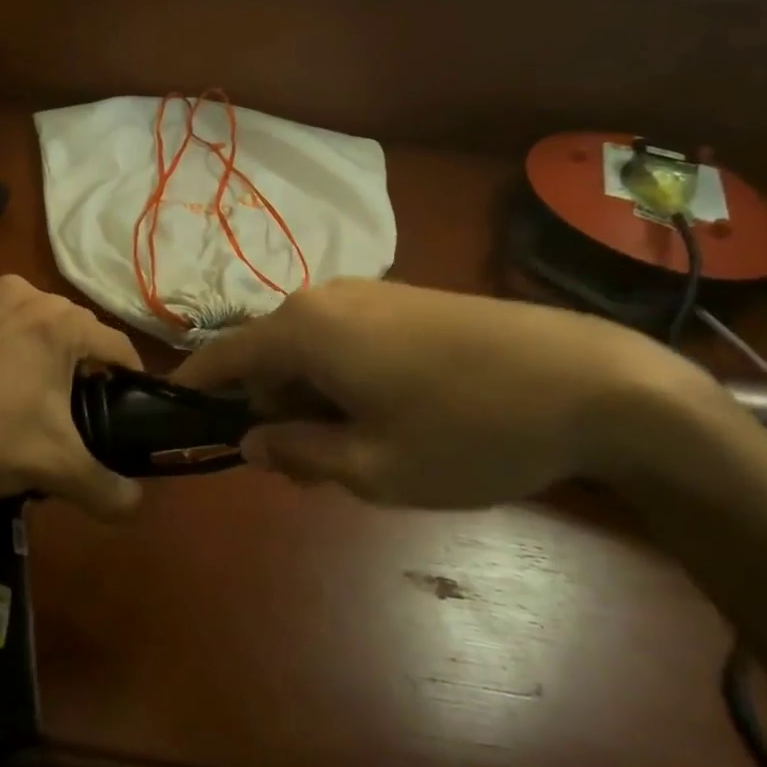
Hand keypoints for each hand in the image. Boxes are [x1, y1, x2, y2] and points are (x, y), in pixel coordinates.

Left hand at [0, 275, 145, 539]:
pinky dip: (5, 353)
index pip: (118, 347)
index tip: (127, 414)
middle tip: (75, 419)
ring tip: (31, 407)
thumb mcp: (54, 468)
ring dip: (43, 361)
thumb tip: (135, 507)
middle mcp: (25, 293)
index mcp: (58, 320)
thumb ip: (106, 489)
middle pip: (76, 334)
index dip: (130, 383)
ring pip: (35, 329)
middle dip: (82, 373)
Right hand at [171, 278, 709, 509]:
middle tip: (304, 471)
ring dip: (311, 400)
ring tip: (356, 454)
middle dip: (270, 411)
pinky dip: (343, 380)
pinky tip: (389, 418)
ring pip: (308, 351)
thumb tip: (249, 441)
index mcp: (302, 329)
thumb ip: (297, 453)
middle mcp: (323, 298)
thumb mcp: (372, 466)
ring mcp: (367, 295)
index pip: (221, 356)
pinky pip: (344, 340)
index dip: (194, 390)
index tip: (176, 423)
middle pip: (266, 357)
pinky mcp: (404, 301)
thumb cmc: (466, 430)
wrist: (590, 381)